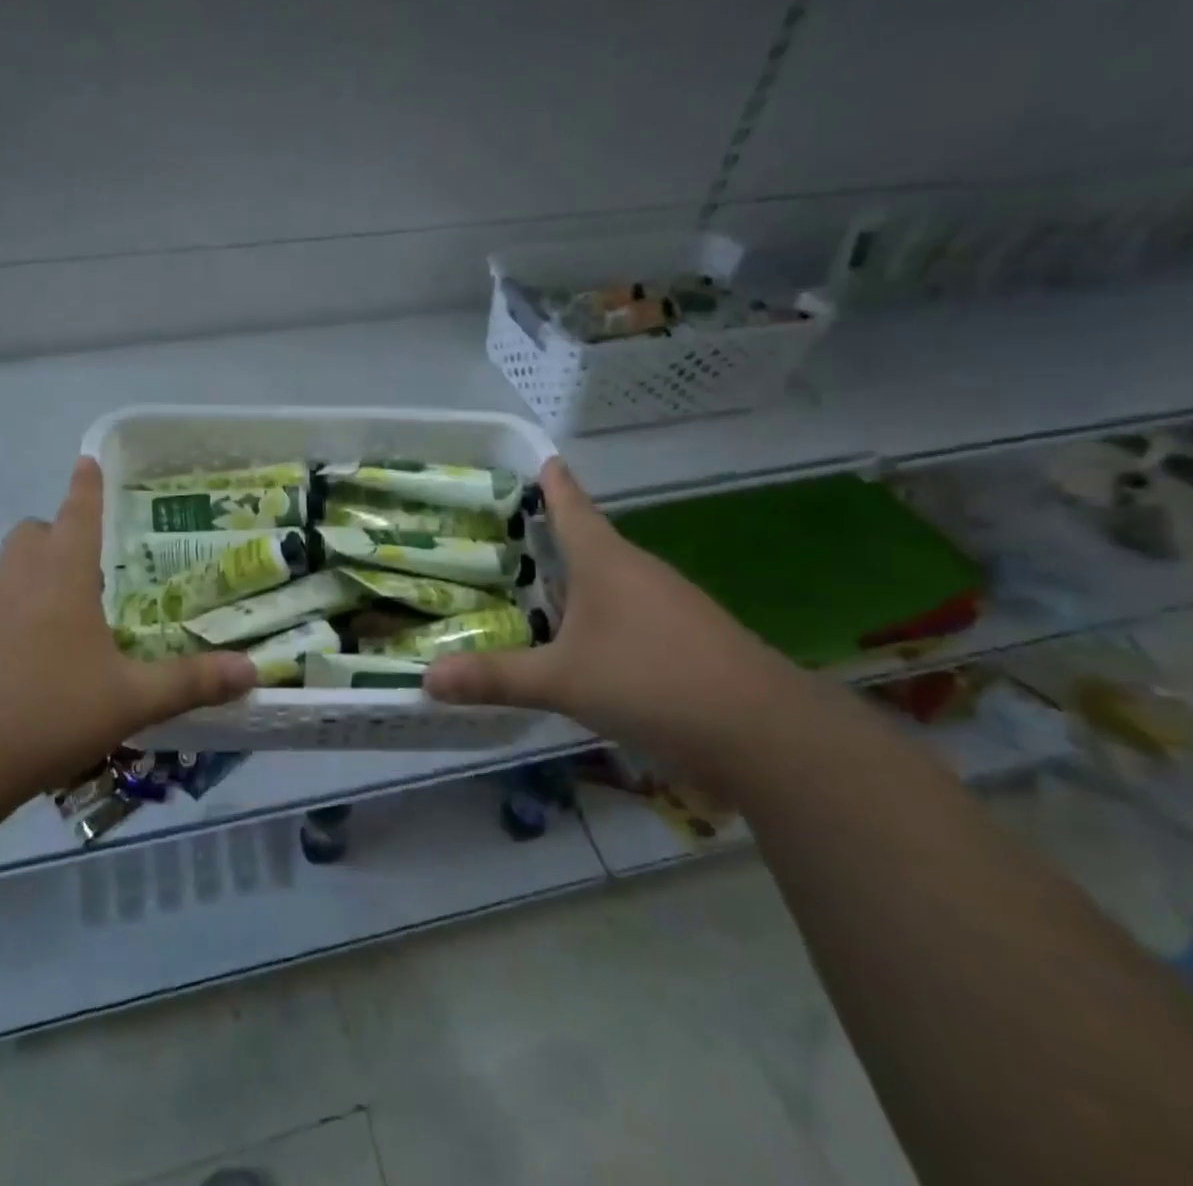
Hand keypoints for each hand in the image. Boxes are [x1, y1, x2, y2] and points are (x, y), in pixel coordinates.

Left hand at [0, 458, 255, 816]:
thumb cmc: (46, 712)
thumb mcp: (130, 700)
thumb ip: (191, 682)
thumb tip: (251, 670)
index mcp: (60, 574)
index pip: (77, 511)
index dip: (87, 484)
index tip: (89, 459)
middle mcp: (17, 578)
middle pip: (36, 532)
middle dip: (62, 534)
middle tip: (97, 563)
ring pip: (12, 568)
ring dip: (39, 573)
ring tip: (74, 611)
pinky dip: (17, 611)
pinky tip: (38, 656)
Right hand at [426, 458, 816, 780]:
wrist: (766, 733)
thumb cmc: (653, 681)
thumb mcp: (563, 681)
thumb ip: (496, 677)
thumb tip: (426, 678)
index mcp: (606, 561)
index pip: (572, 506)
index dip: (552, 482)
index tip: (539, 458)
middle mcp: (638, 572)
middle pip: (589, 541)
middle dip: (552, 534)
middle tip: (506, 532)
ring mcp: (669, 605)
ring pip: (610, 579)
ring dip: (576, 578)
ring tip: (534, 585)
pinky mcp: (686, 638)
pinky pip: (629, 611)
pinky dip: (599, 613)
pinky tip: (582, 639)